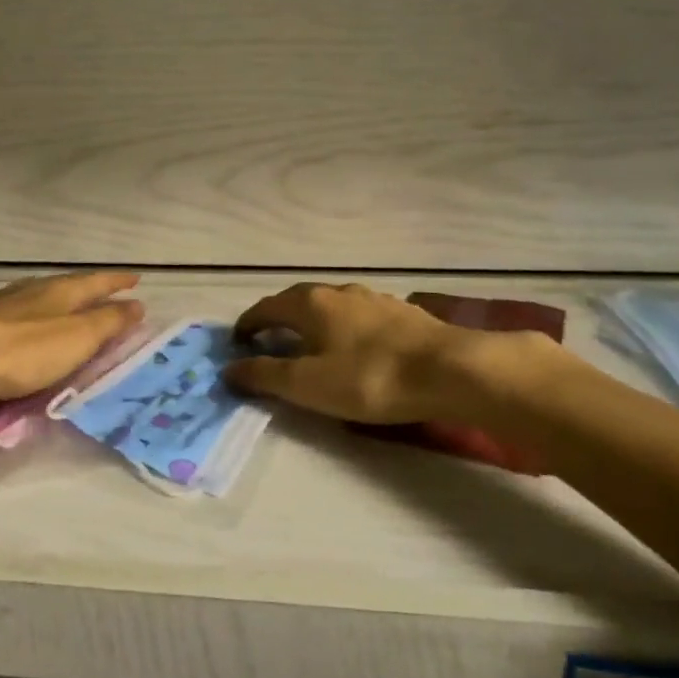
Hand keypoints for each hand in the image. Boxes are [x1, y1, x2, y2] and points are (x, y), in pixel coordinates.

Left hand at [0, 272, 144, 408]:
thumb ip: (106, 323)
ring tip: (71, 306)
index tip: (136, 279)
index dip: (118, 282)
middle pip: (69, 284)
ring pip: (41, 295)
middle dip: (90, 289)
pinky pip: (20, 311)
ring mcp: (3, 303)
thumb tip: (137, 304)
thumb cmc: (21, 351)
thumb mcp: (75, 339)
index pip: (97, 282)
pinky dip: (35, 315)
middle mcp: (33, 290)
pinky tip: (27, 324)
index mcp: (60, 292)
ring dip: (61, 300)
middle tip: (107, 293)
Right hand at [226, 281, 550, 427]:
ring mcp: (374, 299)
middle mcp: (338, 292)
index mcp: (310, 304)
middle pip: (297, 301)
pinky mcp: (402, 313)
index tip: (236, 342)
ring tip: (311, 345)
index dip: (247, 324)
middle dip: (279, 320)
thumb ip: (265, 375)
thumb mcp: (308, 384)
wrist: (450, 370)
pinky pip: (359, 317)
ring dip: (313, 322)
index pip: (266, 307)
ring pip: (331, 307)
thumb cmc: (369, 378)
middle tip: (269, 343)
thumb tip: (228, 368)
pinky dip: (344, 329)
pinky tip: (356, 347)